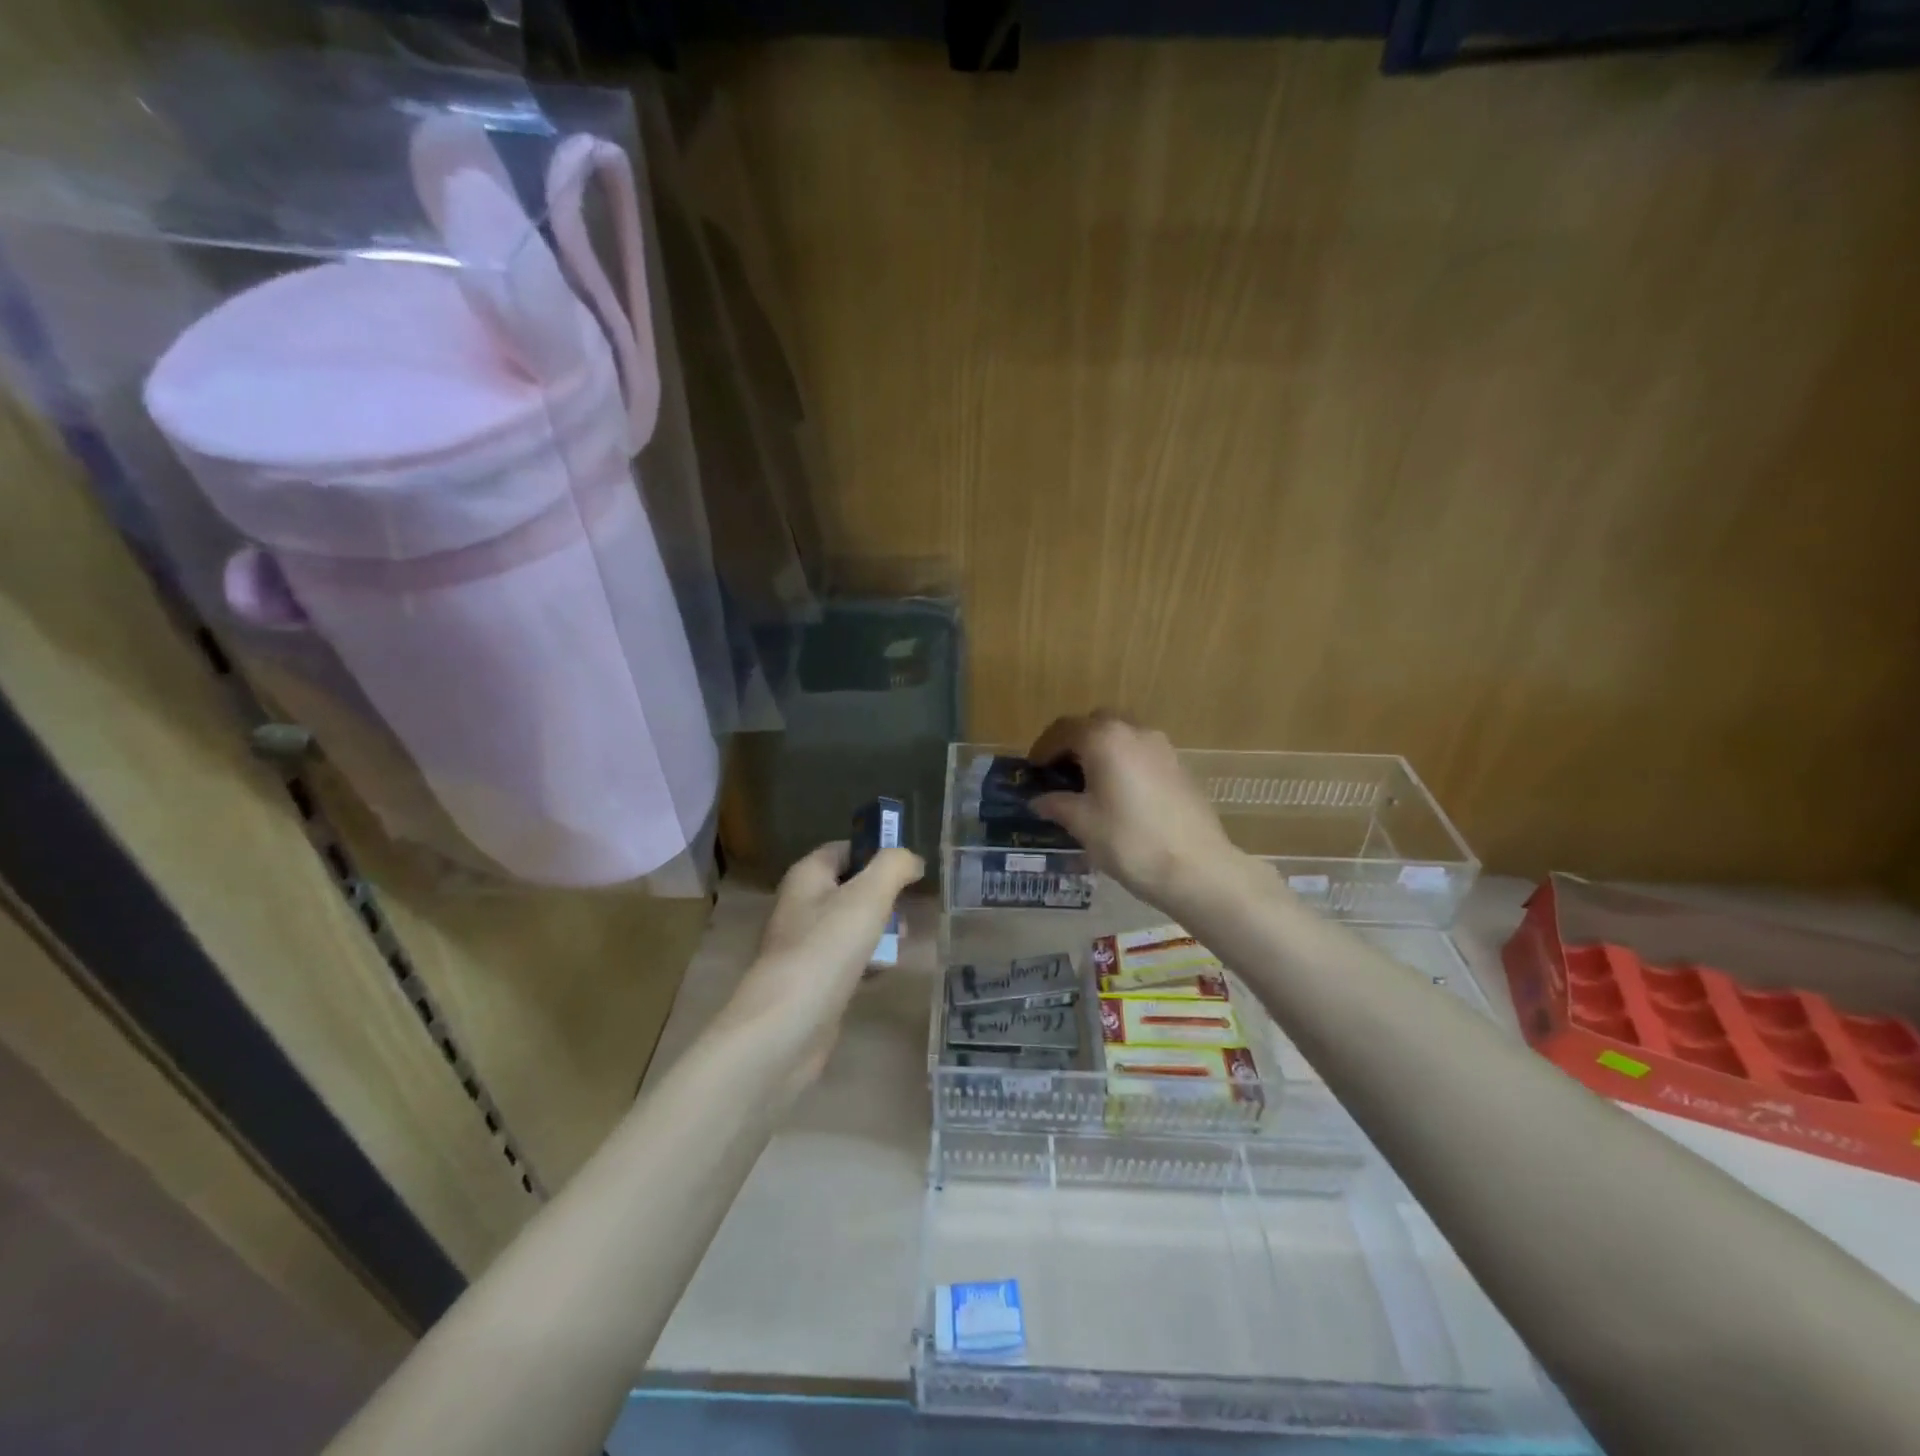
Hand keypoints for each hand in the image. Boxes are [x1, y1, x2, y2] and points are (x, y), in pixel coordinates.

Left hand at [718, 840, 922, 1093]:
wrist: (786, 1027)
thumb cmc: (827, 949)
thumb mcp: (868, 896)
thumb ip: (894, 867)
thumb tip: (911, 859)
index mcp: (807, 877)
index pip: (844, 849)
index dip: (876, 853)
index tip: (909, 869)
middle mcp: (800, 905)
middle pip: (850, 888)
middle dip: (884, 896)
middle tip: (908, 912)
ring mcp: (804, 945)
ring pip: (850, 925)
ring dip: (879, 930)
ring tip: (900, 944)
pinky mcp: (812, 981)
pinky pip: (846, 959)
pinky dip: (867, 962)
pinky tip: (882, 972)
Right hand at [1027, 713, 1243, 911]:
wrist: (1197, 868)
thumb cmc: (1130, 842)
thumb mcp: (1083, 824)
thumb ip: (1057, 804)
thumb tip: (1039, 800)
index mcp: (1105, 739)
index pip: (1064, 729)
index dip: (1044, 747)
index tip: (1033, 769)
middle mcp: (1135, 731)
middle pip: (1096, 724)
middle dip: (1074, 743)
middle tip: (1059, 771)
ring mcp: (1162, 747)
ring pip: (1122, 737)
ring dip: (1101, 751)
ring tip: (1089, 784)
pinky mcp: (1180, 767)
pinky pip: (1141, 754)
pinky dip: (1123, 763)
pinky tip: (1120, 795)